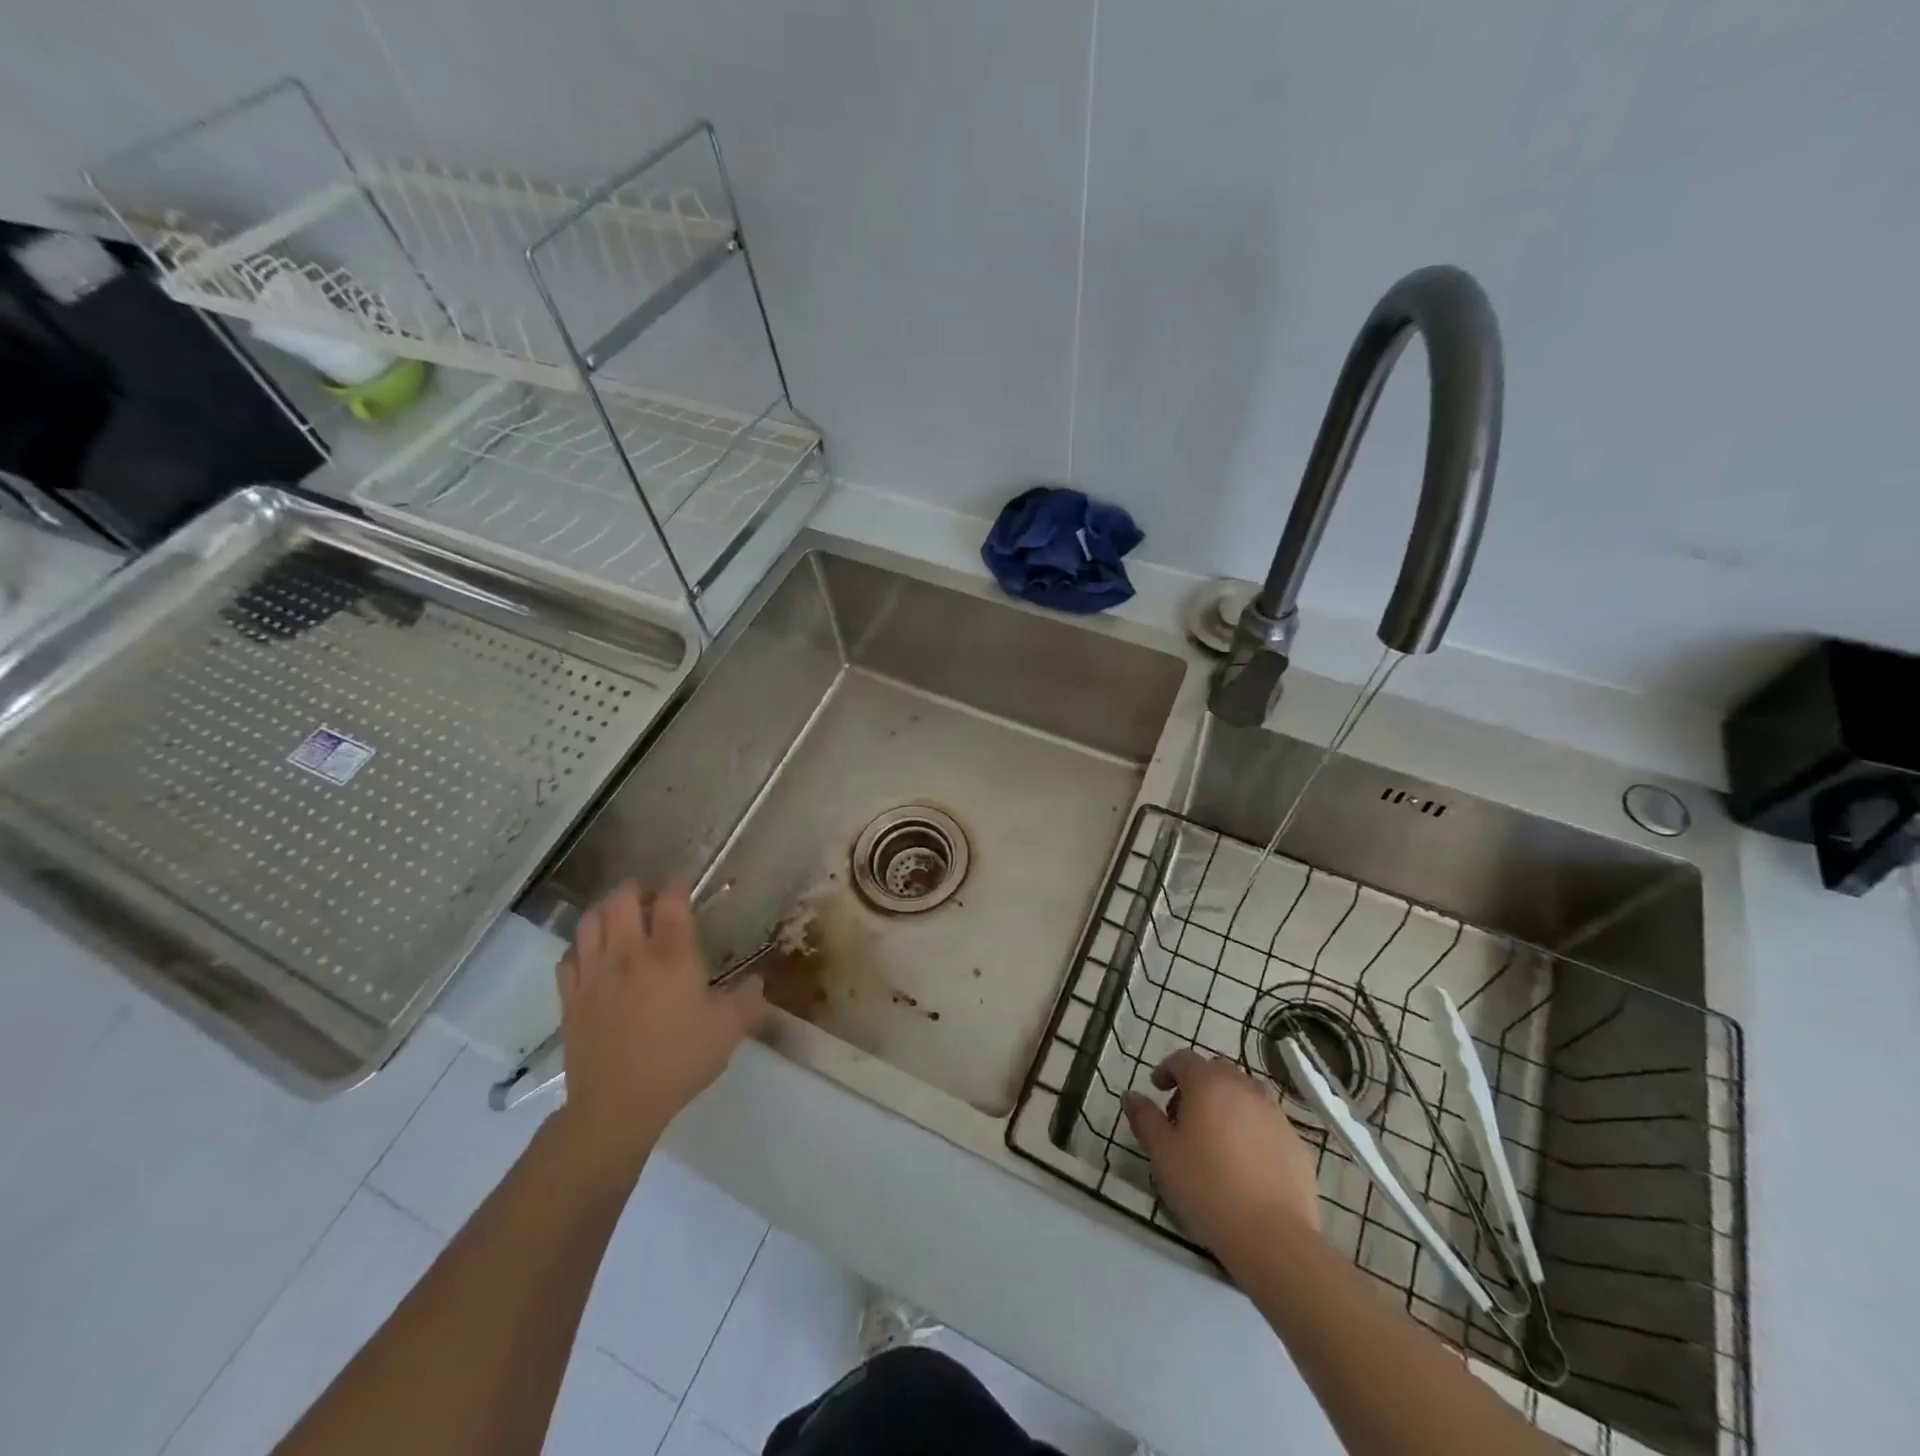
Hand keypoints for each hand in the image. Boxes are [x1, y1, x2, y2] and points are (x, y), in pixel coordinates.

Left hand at [552, 880, 768, 1172]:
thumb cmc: (679, 1060)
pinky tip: (595, 955)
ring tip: (622, 917)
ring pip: (590, 919)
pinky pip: (570, 954)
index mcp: (670, 955)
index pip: (670, 900)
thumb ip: (748, 1000)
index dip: (678, 883)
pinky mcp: (570, 996)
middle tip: (653, 898)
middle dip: (638, 888)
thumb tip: (758, 982)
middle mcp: (629, 953)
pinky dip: (583, 945)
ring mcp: (594, 973)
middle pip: (622, 898)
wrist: (617, 1105)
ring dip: (606, 909)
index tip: (685, 881)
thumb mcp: (729, 1030)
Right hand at [1123, 1049, 1321, 1268]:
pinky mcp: (1295, 1141)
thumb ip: (1145, 1118)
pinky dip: (1251, 1128)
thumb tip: (1131, 1096)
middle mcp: (1244, 1087)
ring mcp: (1274, 1113)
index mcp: (1208, 1083)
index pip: (1183, 1059)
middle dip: (1196, 1085)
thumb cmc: (1207, 1187)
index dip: (1167, 1070)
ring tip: (1215, 1138)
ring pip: (1244, 1094)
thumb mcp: (1162, 1154)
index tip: (1156, 1090)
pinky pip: (1266, 1122)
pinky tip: (1244, 1162)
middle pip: (1216, 1072)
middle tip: (1183, 1117)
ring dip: (1226, 1104)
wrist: (1273, 1236)